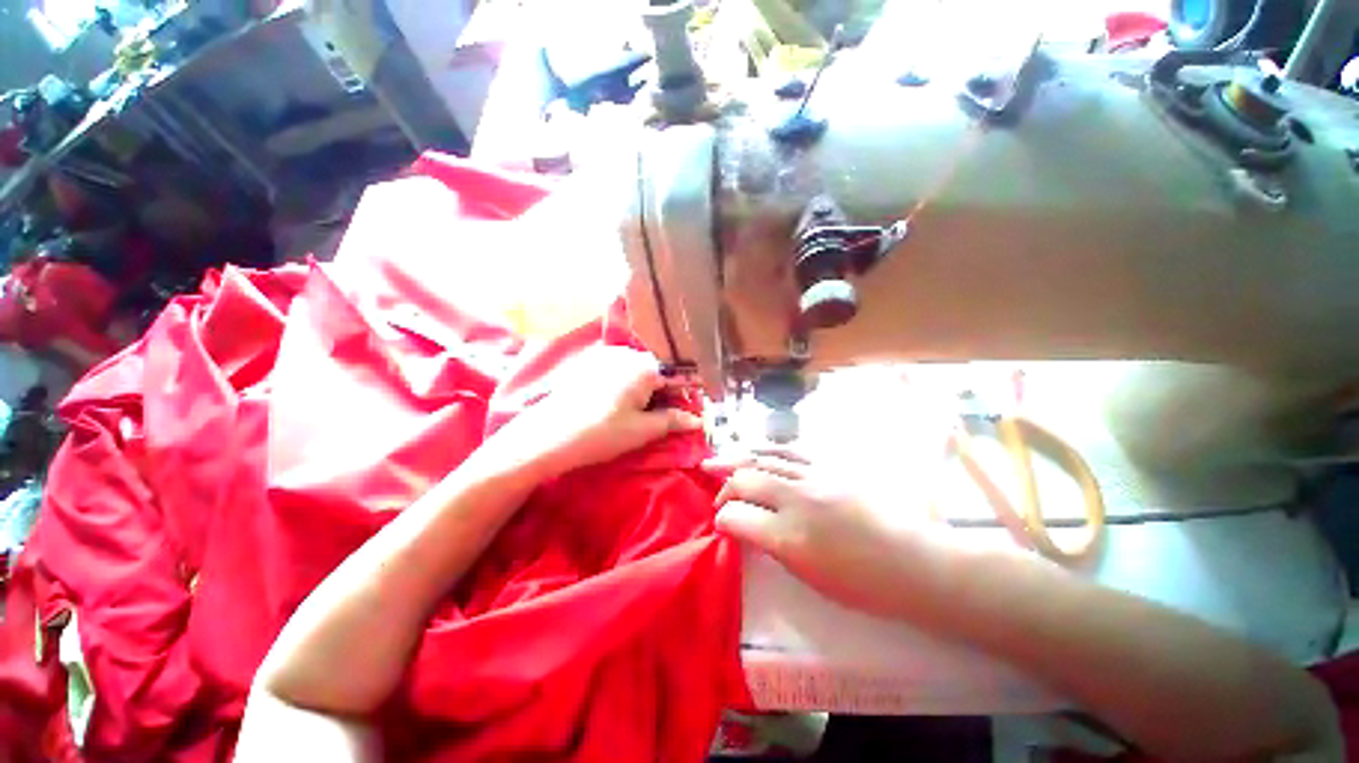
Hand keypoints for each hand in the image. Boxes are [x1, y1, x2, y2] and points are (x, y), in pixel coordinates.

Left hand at [504, 346, 702, 478]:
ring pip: (639, 371)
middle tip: (668, 416)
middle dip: (667, 391)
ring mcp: (605, 357)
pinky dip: (629, 386)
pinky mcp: (590, 365)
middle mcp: (626, 354)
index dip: (688, 392)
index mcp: (643, 366)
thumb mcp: (642, 430)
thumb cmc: (600, 434)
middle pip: (658, 369)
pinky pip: (620, 371)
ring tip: (644, 414)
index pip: (678, 373)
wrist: (546, 437)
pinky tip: (621, 406)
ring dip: (648, 389)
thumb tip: (697, 420)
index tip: (691, 410)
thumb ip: (673, 421)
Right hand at [704, 450, 948, 619]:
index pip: (737, 517)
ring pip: (764, 458)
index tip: (720, 523)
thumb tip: (744, 526)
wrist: (912, 562)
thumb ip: (770, 545)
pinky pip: (789, 451)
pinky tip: (755, 451)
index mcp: (790, 537)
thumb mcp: (807, 576)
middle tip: (718, 497)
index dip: (722, 519)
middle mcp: (797, 499)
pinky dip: (766, 451)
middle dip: (725, 488)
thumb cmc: (861, 584)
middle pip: (746, 480)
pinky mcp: (829, 465)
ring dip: (737, 460)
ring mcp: (814, 476)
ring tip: (718, 461)